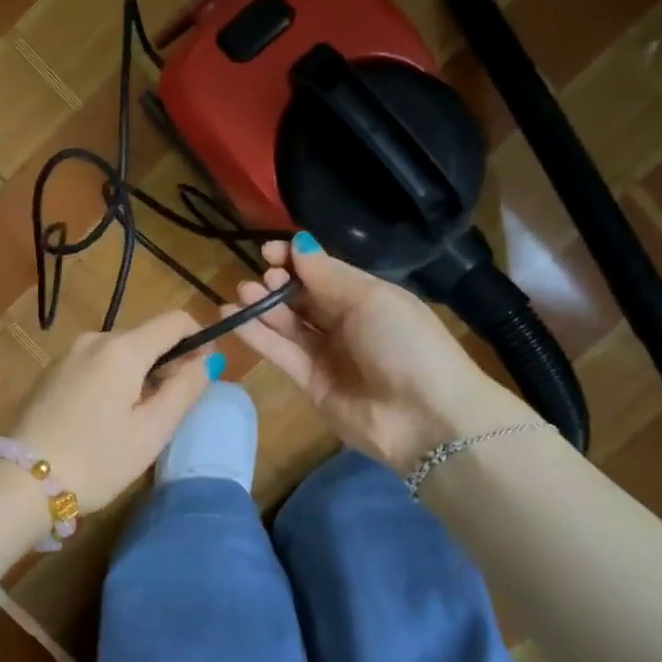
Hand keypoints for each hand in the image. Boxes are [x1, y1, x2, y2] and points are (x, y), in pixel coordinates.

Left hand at [12, 310, 218, 510]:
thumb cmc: (97, 460)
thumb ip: (185, 389)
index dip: (198, 341)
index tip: (200, 376)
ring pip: (120, 352)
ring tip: (133, 421)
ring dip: (138, 374)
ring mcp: (68, 354)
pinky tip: (102, 419)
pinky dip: (111, 380)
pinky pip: (95, 364)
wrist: (22, 483)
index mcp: (122, 349)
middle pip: (146, 336)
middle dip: (166, 364)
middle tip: (167, 411)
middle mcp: (94, 339)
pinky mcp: (51, 372)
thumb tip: (207, 360)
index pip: (175, 321)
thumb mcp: (152, 431)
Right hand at [224, 236, 534, 470]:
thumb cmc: (405, 343)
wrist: (426, 418)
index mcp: (367, 297)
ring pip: (288, 325)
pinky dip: (257, 335)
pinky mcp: (310, 384)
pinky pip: (281, 353)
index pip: (323, 272)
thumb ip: (327, 274)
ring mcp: (327, 355)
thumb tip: (298, 244)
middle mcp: (345, 323)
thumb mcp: (371, 298)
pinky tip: (234, 317)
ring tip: (241, 292)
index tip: (269, 251)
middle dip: (278, 284)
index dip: (295, 260)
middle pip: (302, 298)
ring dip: (263, 307)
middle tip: (261, 278)